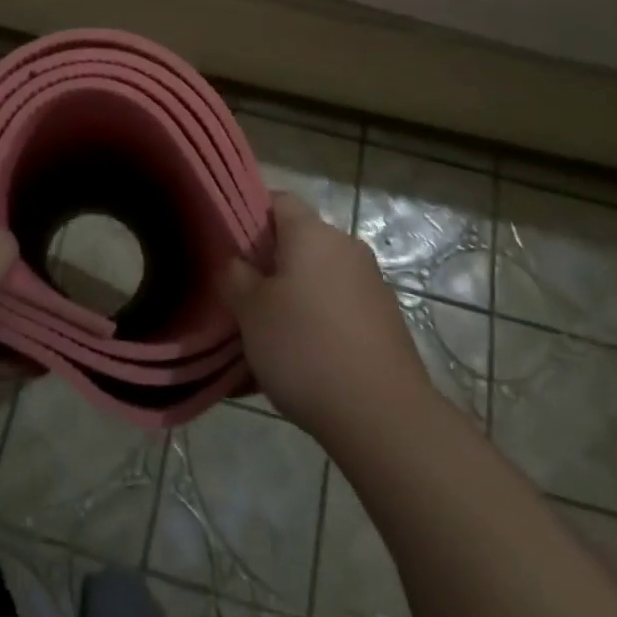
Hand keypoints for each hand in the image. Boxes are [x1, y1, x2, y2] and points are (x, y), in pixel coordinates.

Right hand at [222, 193, 431, 443]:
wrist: (383, 416)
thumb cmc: (305, 348)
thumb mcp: (250, 311)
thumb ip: (235, 276)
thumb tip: (237, 262)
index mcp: (312, 233)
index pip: (278, 200)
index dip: (249, 215)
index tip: (230, 247)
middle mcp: (346, 247)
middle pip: (299, 241)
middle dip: (270, 264)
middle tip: (242, 298)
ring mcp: (371, 284)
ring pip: (318, 277)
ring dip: (293, 297)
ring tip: (268, 338)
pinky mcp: (385, 320)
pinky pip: (338, 308)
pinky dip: (317, 322)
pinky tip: (301, 361)